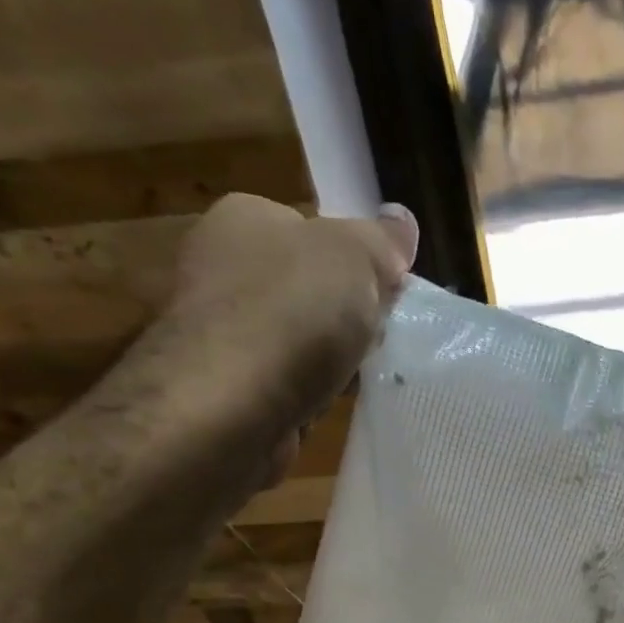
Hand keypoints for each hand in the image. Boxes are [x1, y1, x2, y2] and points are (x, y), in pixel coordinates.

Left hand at [110, 193, 418, 487]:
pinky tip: (330, 404)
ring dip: (332, 359)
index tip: (390, 296)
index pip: (314, 230)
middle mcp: (223, 266)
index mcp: (245, 218)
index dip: (359, 263)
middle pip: (309, 287)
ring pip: (300, 339)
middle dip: (348, 315)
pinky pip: (287, 382)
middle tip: (381, 338)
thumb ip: (381, 240)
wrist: (230, 404)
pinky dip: (311, 393)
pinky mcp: (226, 386)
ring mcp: (221, 329)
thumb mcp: (354, 257)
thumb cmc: (292, 313)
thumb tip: (402, 221)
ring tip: (363, 378)